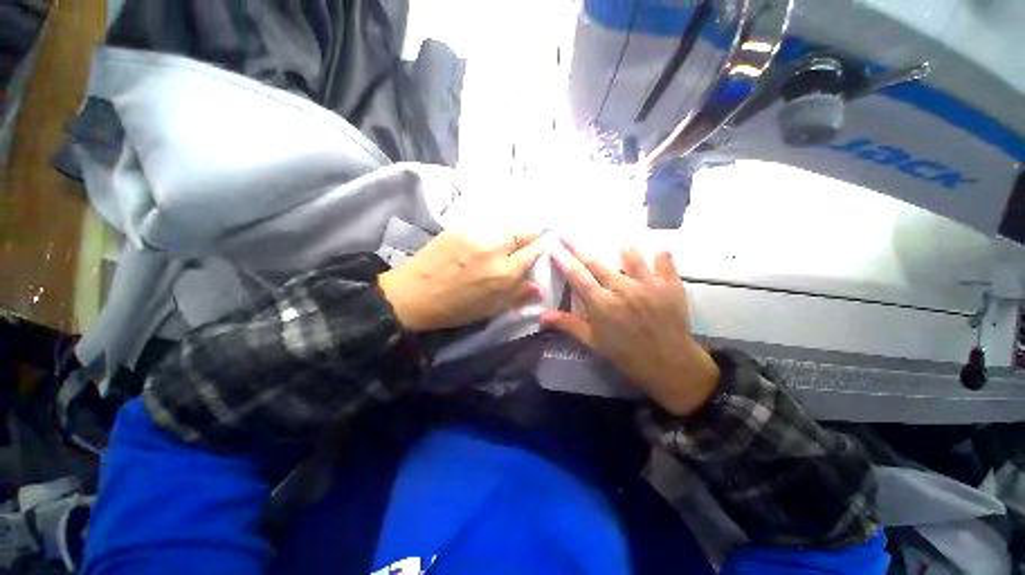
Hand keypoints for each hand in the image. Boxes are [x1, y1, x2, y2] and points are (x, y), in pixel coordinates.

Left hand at [378, 228, 544, 331]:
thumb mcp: (490, 309)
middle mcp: (494, 249)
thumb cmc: (455, 308)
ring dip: (512, 231)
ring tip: (510, 238)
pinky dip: (493, 229)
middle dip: (530, 235)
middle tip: (530, 239)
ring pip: (504, 225)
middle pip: (521, 233)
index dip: (540, 248)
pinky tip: (490, 235)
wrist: (414, 294)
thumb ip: (516, 295)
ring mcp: (476, 235)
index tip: (542, 247)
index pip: (532, 253)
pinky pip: (485, 223)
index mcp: (504, 273)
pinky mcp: (460, 227)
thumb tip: (538, 287)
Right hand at [542, 239, 719, 415]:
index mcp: (601, 304)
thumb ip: (569, 325)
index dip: (564, 260)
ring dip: (622, 251)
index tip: (555, 248)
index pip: (577, 276)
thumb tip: (542, 317)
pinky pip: (664, 259)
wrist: (669, 364)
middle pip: (596, 262)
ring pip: (630, 255)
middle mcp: (622, 289)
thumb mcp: (594, 342)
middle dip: (578, 248)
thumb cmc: (626, 354)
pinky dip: (658, 254)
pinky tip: (655, 253)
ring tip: (620, 251)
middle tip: (568, 236)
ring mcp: (648, 284)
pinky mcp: (670, 284)